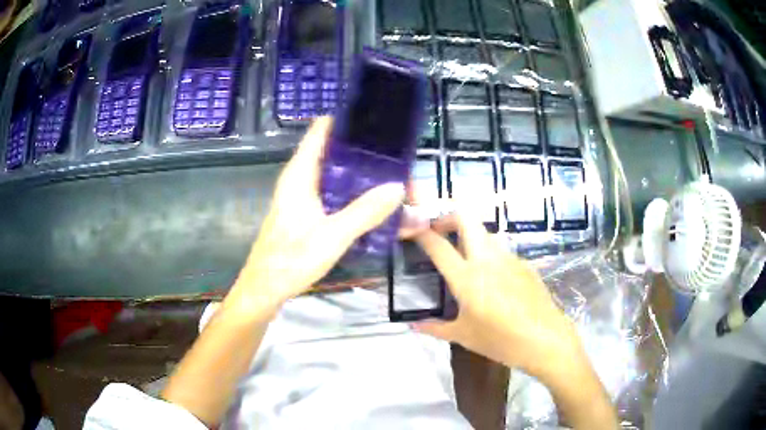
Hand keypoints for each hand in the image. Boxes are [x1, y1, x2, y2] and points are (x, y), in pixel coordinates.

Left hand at [229, 117, 404, 311]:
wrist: (265, 290)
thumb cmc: (291, 260)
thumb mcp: (332, 236)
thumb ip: (365, 211)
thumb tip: (398, 187)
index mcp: (300, 173)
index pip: (322, 130)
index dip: (348, 121)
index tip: (378, 122)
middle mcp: (301, 179)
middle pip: (336, 153)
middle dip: (366, 155)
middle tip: (399, 161)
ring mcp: (303, 196)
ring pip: (338, 175)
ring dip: (364, 177)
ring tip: (396, 181)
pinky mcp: (307, 213)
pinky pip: (336, 195)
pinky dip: (355, 196)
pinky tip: (376, 207)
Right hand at [411, 210, 581, 378]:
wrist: (546, 340)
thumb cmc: (501, 341)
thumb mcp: (464, 336)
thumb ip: (435, 328)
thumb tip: (413, 326)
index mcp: (467, 277)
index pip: (438, 245)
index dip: (422, 233)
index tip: (412, 229)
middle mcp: (487, 259)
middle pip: (466, 218)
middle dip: (448, 216)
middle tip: (438, 231)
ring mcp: (509, 258)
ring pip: (485, 232)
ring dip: (469, 235)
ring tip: (462, 256)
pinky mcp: (524, 264)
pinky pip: (501, 250)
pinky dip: (488, 254)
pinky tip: (492, 279)